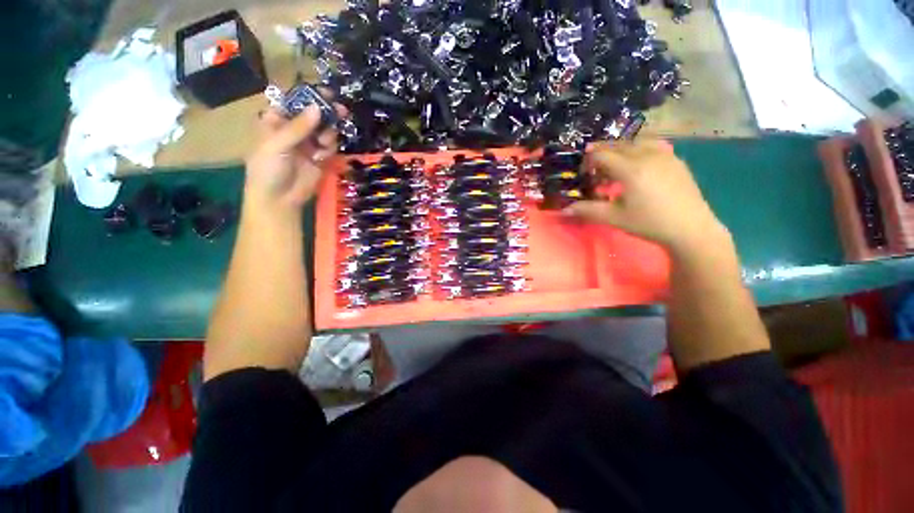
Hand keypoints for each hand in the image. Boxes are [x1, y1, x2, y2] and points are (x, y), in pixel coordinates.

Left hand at [244, 104, 340, 210]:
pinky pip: (330, 146)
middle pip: (314, 114)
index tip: (326, 93)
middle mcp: (294, 129)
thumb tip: (318, 108)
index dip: (309, 96)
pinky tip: (322, 156)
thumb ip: (298, 127)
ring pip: (325, 129)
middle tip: (341, 111)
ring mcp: (308, 143)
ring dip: (328, 133)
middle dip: (326, 113)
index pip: (294, 102)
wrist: (279, 200)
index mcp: (276, 121)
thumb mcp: (277, 145)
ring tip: (324, 143)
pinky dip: (329, 148)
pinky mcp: (320, 157)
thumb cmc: (268, 169)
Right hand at [565, 141, 729, 254]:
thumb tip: (564, 210)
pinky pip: (652, 146)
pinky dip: (638, 149)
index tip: (583, 174)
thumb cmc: (649, 223)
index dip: (588, 161)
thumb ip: (587, 210)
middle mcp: (647, 155)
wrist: (690, 228)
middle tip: (594, 169)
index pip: (601, 154)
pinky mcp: (676, 160)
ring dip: (620, 149)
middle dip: (602, 153)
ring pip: (636, 142)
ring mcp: (665, 155)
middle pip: (618, 145)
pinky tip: (637, 164)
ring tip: (614, 164)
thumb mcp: (614, 218)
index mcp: (630, 169)